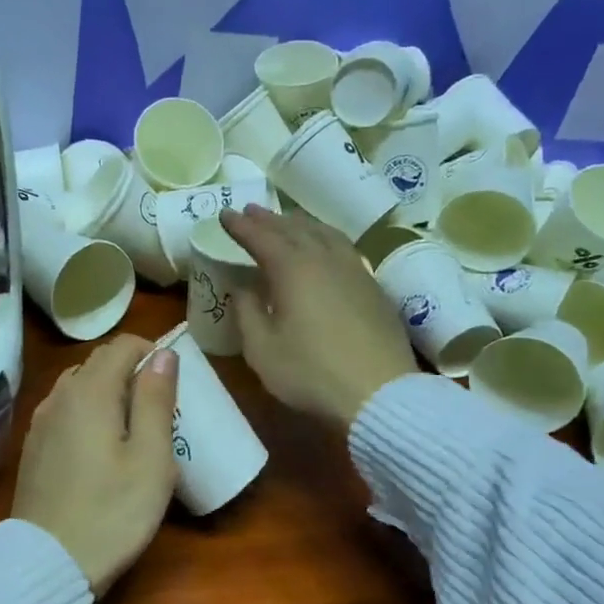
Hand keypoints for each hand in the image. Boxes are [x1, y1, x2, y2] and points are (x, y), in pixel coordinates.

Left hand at [12, 333, 179, 597]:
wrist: (48, 564)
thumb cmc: (113, 511)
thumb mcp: (152, 457)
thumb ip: (156, 399)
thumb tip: (162, 354)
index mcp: (90, 391)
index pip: (121, 345)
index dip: (151, 351)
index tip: (174, 379)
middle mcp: (59, 396)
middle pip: (97, 363)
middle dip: (131, 371)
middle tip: (160, 406)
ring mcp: (40, 423)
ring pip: (79, 387)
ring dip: (108, 392)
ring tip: (133, 427)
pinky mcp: (33, 448)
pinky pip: (65, 412)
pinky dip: (88, 413)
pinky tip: (101, 448)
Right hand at [220, 205, 418, 429]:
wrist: (379, 392)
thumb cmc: (310, 372)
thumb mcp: (262, 348)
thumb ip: (247, 311)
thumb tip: (244, 286)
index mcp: (293, 268)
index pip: (261, 237)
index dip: (240, 226)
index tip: (225, 214)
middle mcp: (325, 258)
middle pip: (293, 229)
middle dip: (269, 219)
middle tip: (251, 211)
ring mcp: (355, 269)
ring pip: (324, 233)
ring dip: (300, 224)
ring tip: (287, 222)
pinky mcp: (374, 286)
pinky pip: (344, 248)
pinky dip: (325, 238)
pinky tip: (325, 247)